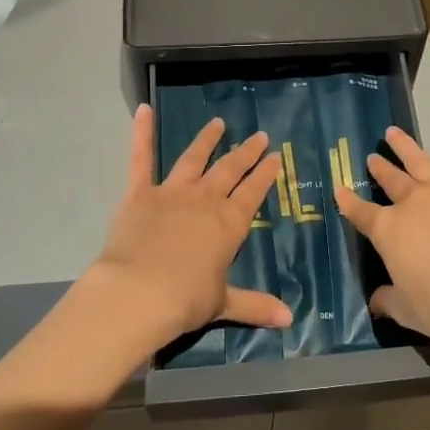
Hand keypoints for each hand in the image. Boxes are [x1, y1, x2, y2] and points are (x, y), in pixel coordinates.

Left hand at [83, 104, 292, 353]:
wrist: (139, 293)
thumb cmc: (185, 300)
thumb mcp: (223, 303)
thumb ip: (256, 306)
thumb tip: (290, 320)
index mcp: (229, 224)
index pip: (253, 193)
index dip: (265, 174)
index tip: (275, 157)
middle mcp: (205, 200)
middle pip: (230, 170)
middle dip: (246, 152)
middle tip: (259, 135)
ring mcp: (172, 192)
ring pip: (194, 159)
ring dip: (207, 140)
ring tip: (218, 123)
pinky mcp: (140, 193)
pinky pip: (141, 158)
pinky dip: (142, 133)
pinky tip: (144, 110)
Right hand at [336, 123, 429, 352]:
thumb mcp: (408, 311)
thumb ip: (389, 301)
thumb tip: (375, 301)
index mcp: (389, 231)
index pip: (361, 214)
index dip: (349, 202)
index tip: (339, 189)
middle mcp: (414, 203)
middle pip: (392, 182)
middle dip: (380, 169)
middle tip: (372, 157)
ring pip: (422, 162)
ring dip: (407, 147)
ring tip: (394, 133)